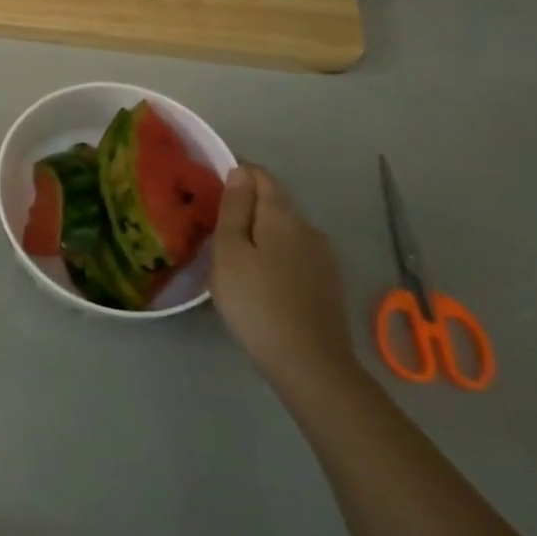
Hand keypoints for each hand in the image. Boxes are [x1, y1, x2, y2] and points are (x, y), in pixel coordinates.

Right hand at [210, 163, 359, 389]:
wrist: (309, 364)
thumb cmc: (256, 302)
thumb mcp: (230, 252)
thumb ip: (235, 208)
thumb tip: (240, 171)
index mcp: (282, 215)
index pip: (260, 176)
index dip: (236, 173)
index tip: (210, 186)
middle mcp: (308, 228)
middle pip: (274, 202)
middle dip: (246, 205)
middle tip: (213, 224)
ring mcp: (322, 257)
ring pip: (284, 230)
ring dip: (260, 232)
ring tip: (232, 253)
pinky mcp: (327, 283)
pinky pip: (294, 254)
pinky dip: (273, 254)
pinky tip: (259, 277)